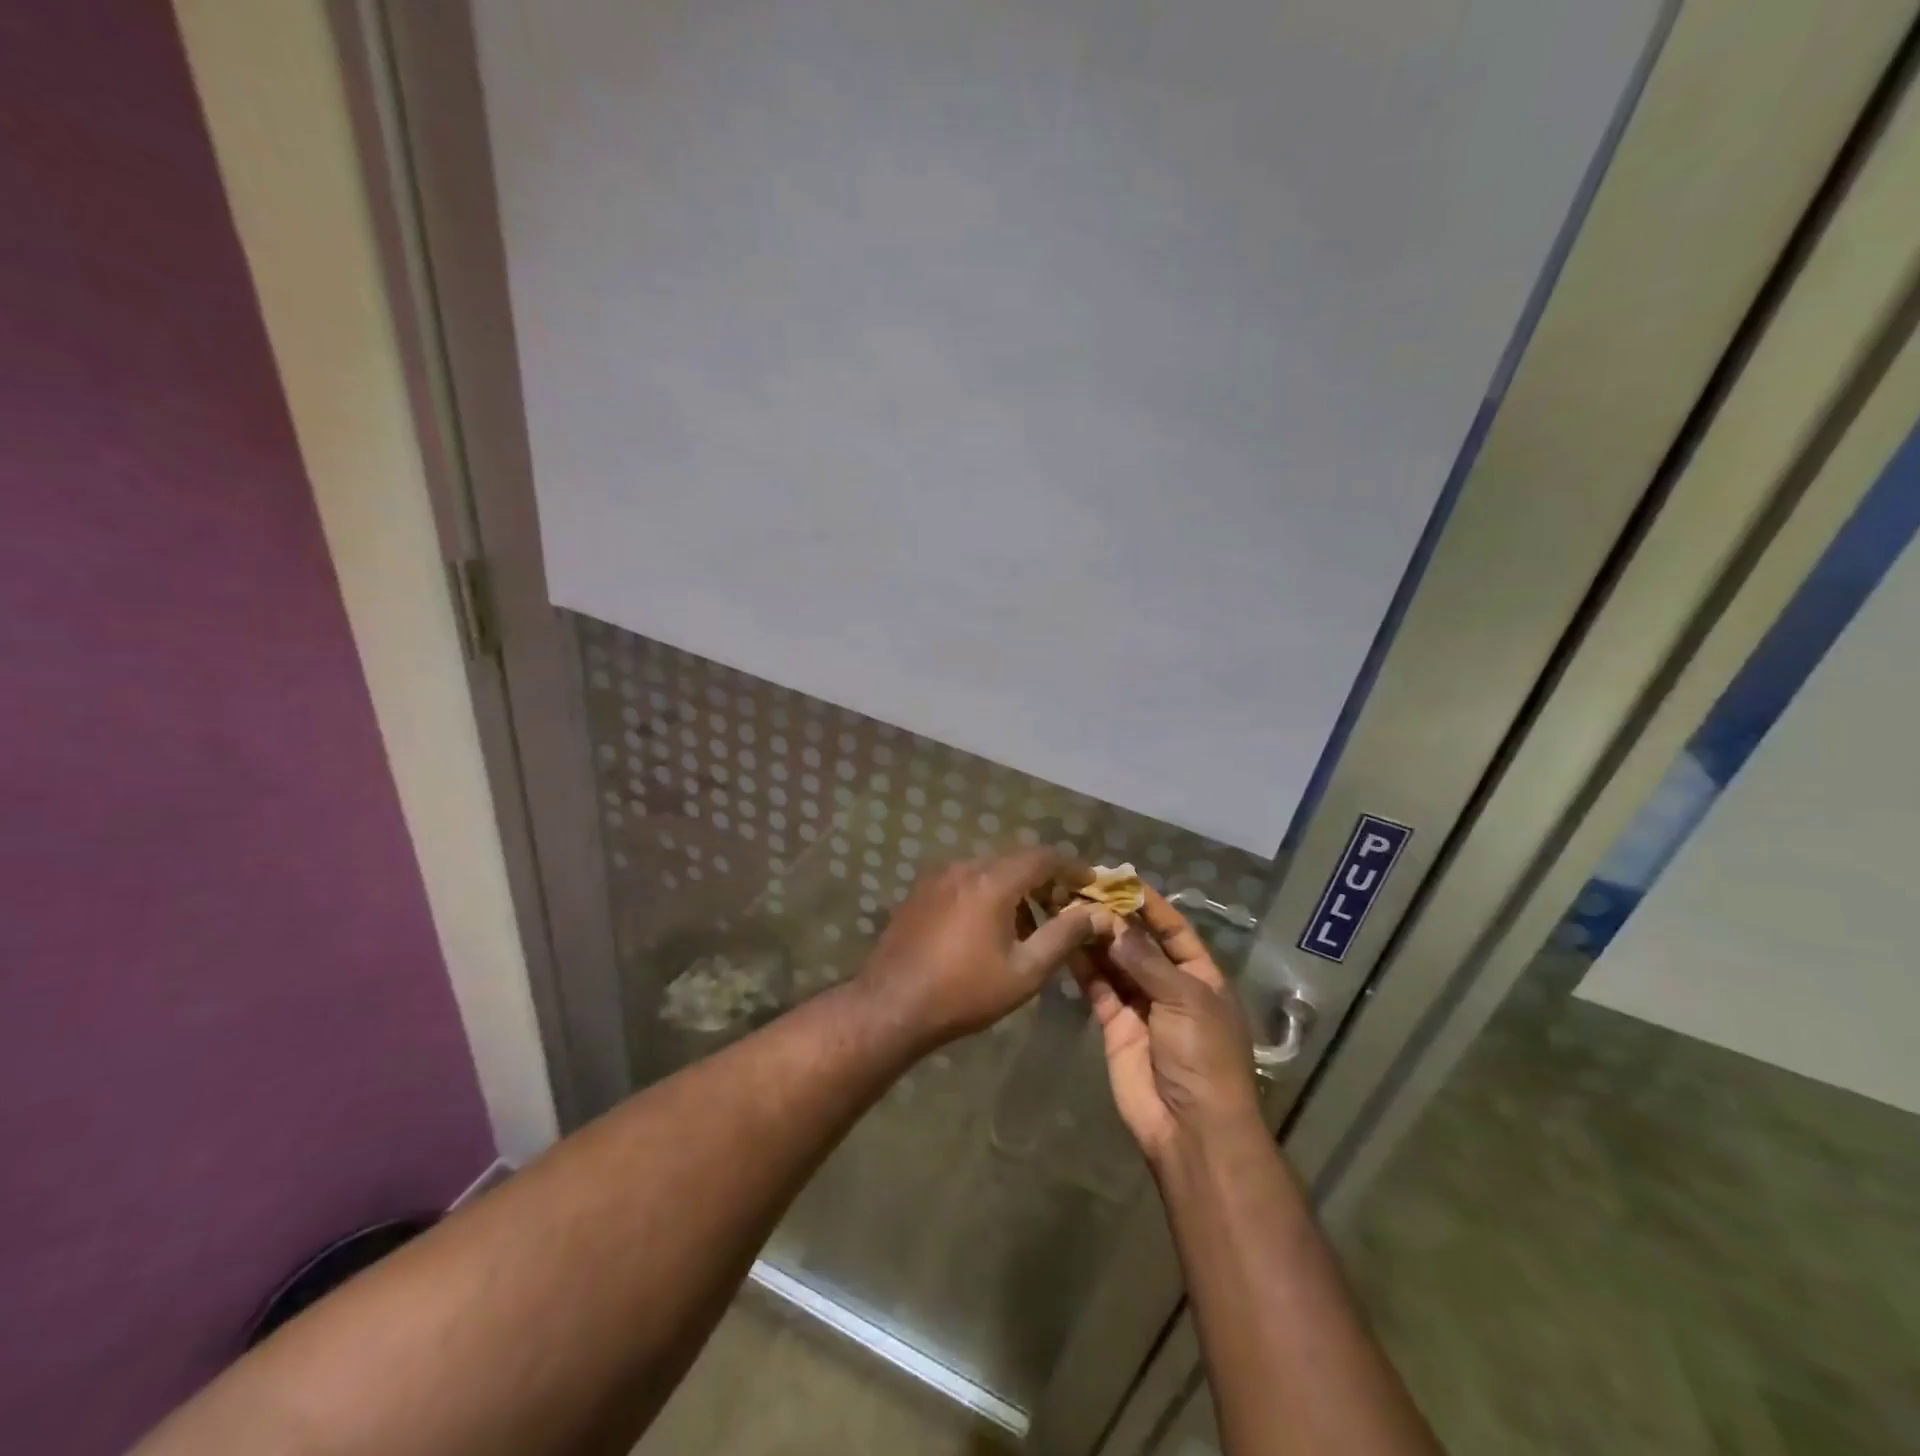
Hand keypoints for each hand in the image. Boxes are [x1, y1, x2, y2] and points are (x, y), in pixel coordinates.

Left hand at [856, 850, 1096, 1049]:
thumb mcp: (1025, 971)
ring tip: (1030, 927)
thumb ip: (1064, 936)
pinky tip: (991, 929)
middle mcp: (964, 867)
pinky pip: (965, 881)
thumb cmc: (965, 992)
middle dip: (1045, 879)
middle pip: (1015, 860)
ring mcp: (937, 877)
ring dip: (1015, 888)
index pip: (1043, 857)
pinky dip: (988, 893)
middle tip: (1065, 906)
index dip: (1072, 867)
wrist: (891, 1005)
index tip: (1092, 883)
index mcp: (992, 881)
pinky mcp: (920, 892)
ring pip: (989, 871)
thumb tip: (1095, 914)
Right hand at [1072, 885, 1262, 1162]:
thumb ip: (1146, 961)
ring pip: (1114, 963)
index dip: (1149, 904)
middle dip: (1114, 918)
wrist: (1191, 1130)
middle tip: (1081, 890)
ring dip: (1094, 937)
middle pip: (1139, 943)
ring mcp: (1141, 1006)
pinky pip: (1098, 988)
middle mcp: (1170, 986)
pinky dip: (1083, 966)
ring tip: (1067, 908)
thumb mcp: (1185, 1001)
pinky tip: (1064, 941)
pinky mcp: (1115, 1025)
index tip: (1120, 877)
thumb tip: (1114, 924)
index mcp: (1201, 977)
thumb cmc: (1204, 1057)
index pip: (1174, 930)